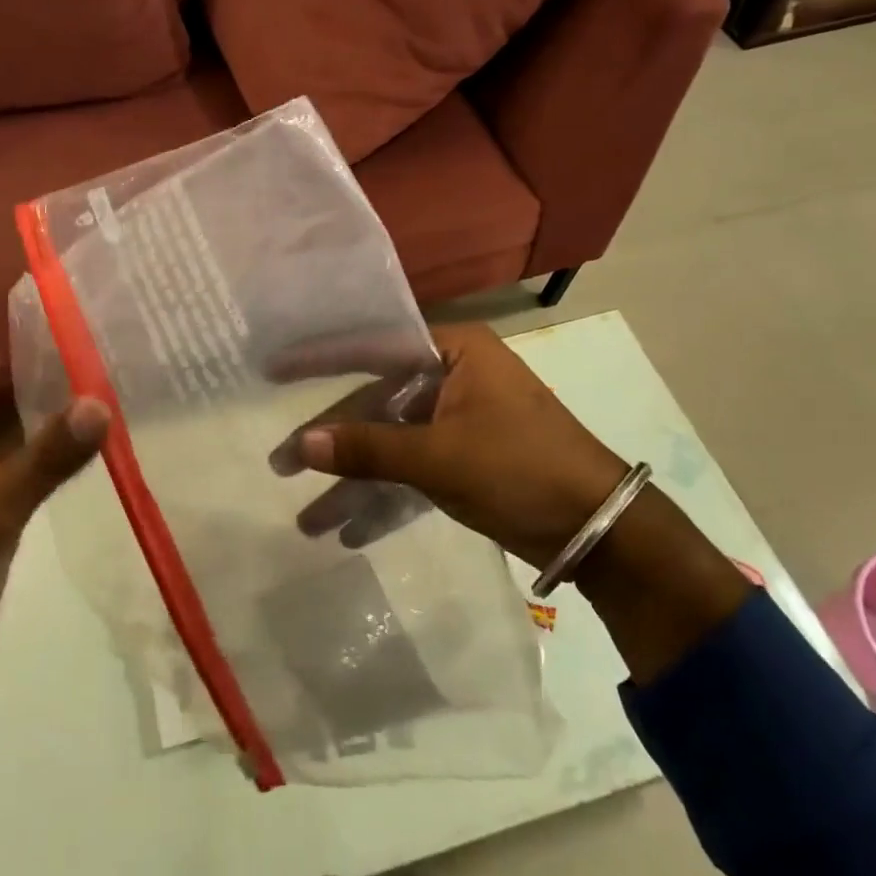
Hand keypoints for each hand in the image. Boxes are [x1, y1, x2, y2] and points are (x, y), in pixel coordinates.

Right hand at [294, 323, 629, 568]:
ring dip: (356, 482)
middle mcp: (453, 377)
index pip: (374, 346)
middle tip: (282, 466)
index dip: (322, 358)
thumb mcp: (439, 457)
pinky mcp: (465, 461)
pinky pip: (413, 472)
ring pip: (393, 444)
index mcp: (454, 352)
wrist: (600, 530)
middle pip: (377, 404)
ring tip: (310, 521)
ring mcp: (459, 421)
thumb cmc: (520, 468)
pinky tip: (351, 530)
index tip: (274, 366)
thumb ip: (369, 448)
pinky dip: (387, 498)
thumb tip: (301, 445)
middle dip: (334, 442)